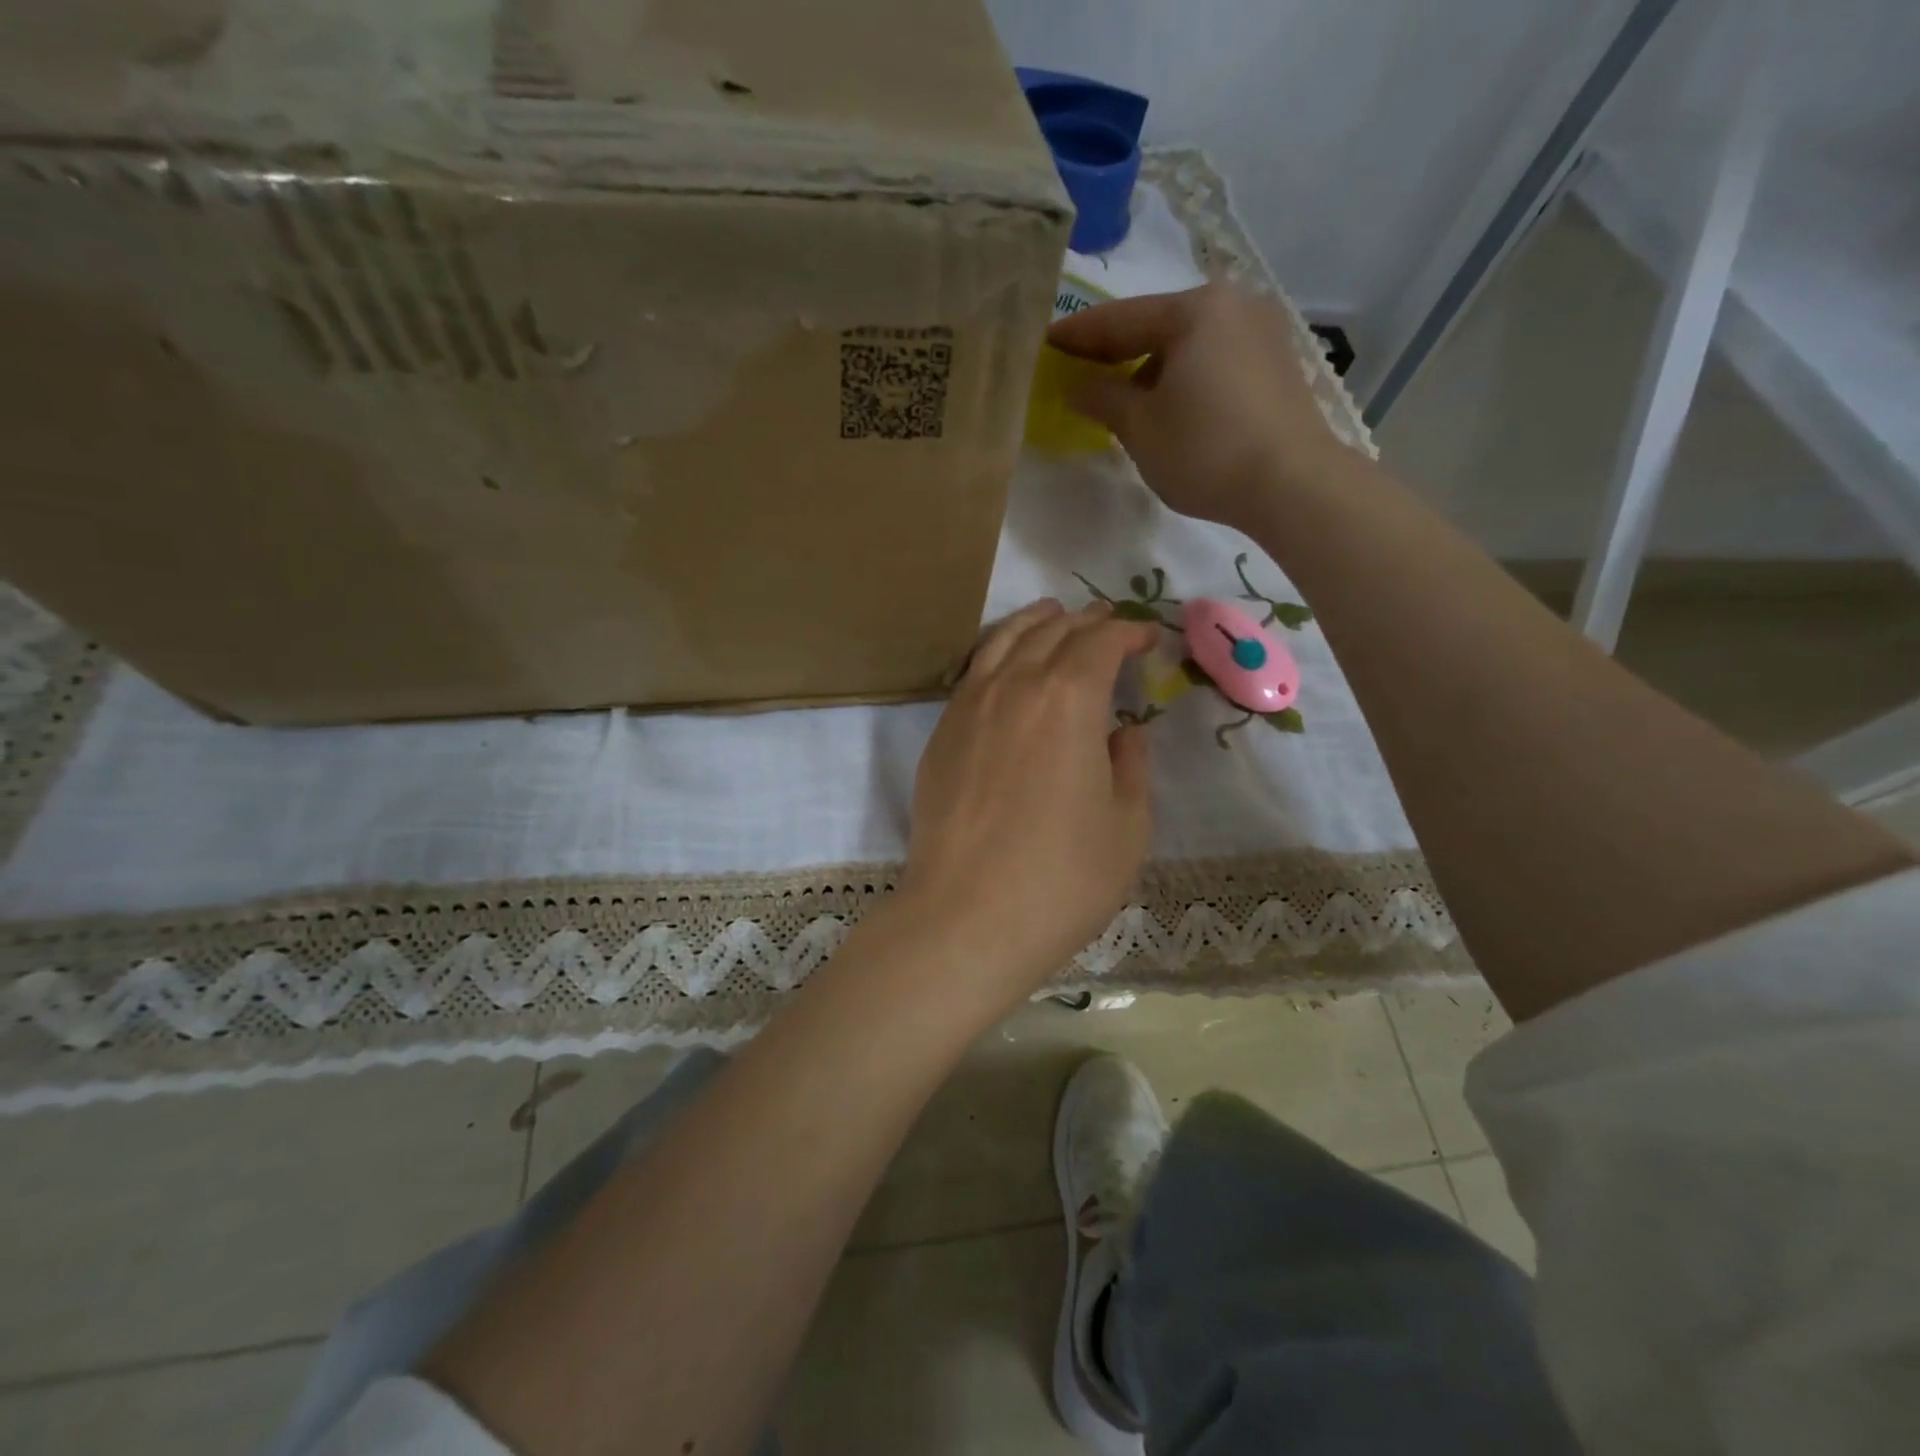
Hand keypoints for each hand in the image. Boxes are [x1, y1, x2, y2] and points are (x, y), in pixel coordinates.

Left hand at [899, 599, 1157, 1007]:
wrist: (966, 917)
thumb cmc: (1061, 878)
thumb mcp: (1126, 827)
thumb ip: (1130, 768)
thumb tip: (1123, 734)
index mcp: (1069, 699)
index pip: (1101, 643)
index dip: (1129, 632)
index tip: (1148, 637)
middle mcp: (1015, 687)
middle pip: (1052, 633)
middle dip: (1085, 622)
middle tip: (1106, 622)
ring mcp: (968, 708)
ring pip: (1003, 643)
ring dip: (1033, 623)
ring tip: (1051, 613)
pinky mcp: (940, 736)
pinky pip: (972, 674)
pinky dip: (996, 653)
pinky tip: (1004, 664)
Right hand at [1048, 283, 1349, 532]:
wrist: (1292, 485)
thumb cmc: (1205, 450)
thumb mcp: (1141, 427)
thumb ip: (1103, 398)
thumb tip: (1077, 386)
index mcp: (1195, 310)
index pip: (1119, 318)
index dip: (1077, 335)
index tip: (1044, 344)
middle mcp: (1233, 306)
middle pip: (1158, 325)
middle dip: (1115, 351)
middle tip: (1077, 369)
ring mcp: (1262, 333)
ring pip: (1188, 345)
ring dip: (1150, 367)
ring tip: (1121, 397)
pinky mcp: (1276, 366)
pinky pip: (1214, 361)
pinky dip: (1183, 378)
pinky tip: (1168, 406)